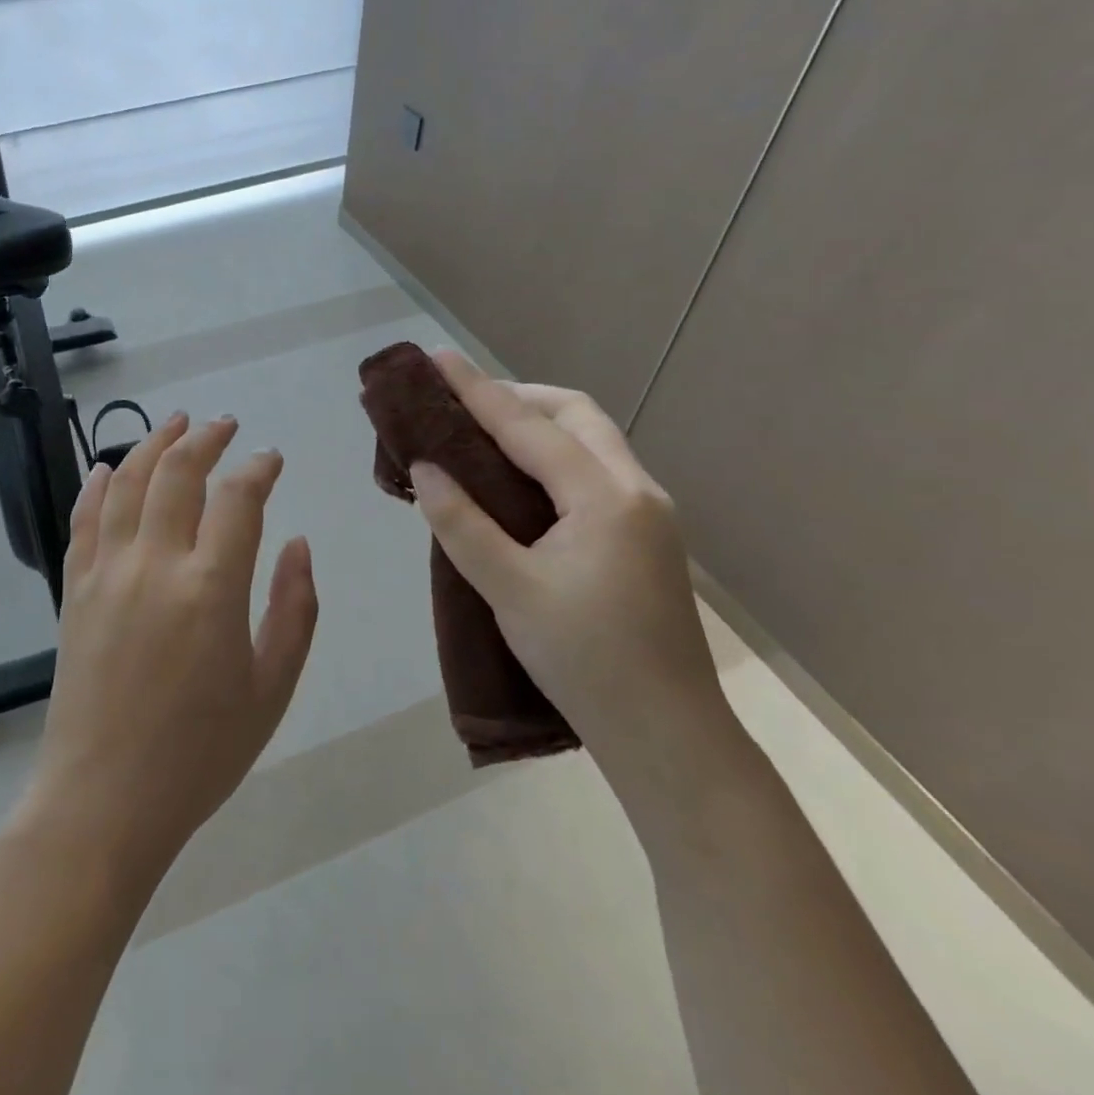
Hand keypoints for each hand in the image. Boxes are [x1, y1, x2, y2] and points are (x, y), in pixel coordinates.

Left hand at [23, 413, 319, 879]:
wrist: (104, 800)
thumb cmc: (200, 753)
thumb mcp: (271, 689)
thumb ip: (294, 609)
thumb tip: (297, 543)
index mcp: (212, 588)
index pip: (238, 498)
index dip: (258, 467)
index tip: (271, 458)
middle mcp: (155, 564)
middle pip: (178, 473)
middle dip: (206, 439)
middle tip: (225, 424)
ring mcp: (107, 573)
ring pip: (129, 483)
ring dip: (154, 444)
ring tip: (175, 422)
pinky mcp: (74, 590)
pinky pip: (85, 520)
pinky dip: (98, 485)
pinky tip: (109, 467)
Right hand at [408, 351, 732, 795]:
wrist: (668, 734)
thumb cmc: (585, 660)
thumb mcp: (509, 590)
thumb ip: (461, 524)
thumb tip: (426, 469)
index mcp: (604, 497)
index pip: (529, 426)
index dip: (477, 390)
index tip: (437, 360)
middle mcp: (636, 490)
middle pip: (575, 415)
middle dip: (517, 397)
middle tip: (463, 405)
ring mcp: (649, 512)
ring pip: (591, 440)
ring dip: (539, 424)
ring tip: (484, 435)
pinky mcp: (646, 535)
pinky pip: (595, 470)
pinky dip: (554, 455)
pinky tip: (522, 482)